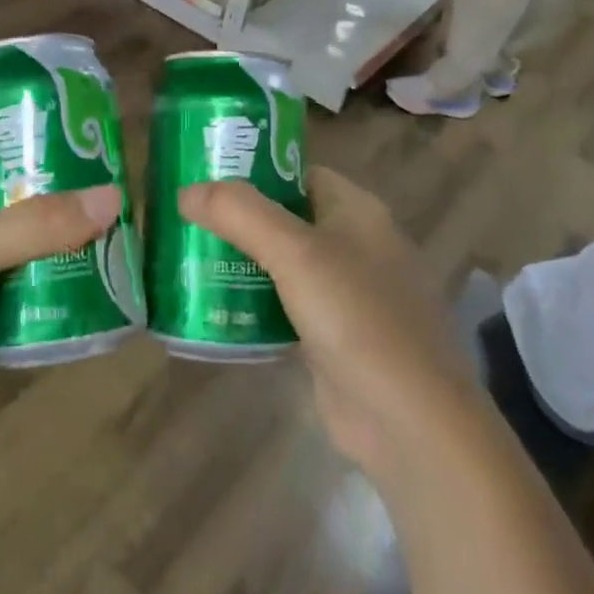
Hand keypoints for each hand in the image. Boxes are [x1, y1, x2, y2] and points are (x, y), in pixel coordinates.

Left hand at [0, 147, 120, 529]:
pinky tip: (92, 291)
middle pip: (0, 209)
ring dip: (54, 254)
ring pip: (12, 260)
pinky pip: (16, 307)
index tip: (72, 140)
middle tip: (106, 191)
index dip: (15, 145)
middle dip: (48, 205)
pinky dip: (47, 301)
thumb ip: (36, 226)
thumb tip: (113, 197)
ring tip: (112, 235)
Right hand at [177, 169, 469, 489]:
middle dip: (239, 219)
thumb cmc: (357, 318)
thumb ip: (239, 214)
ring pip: (284, 264)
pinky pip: (285, 306)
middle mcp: (357, 245)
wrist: (408, 422)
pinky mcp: (334, 338)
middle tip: (185, 220)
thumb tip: (187, 190)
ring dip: (241, 262)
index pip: (299, 174)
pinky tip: (214, 307)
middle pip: (288, 218)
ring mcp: (348, 295)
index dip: (254, 170)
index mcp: (358, 212)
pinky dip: (253, 304)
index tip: (204, 175)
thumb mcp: (295, 254)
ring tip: (187, 257)